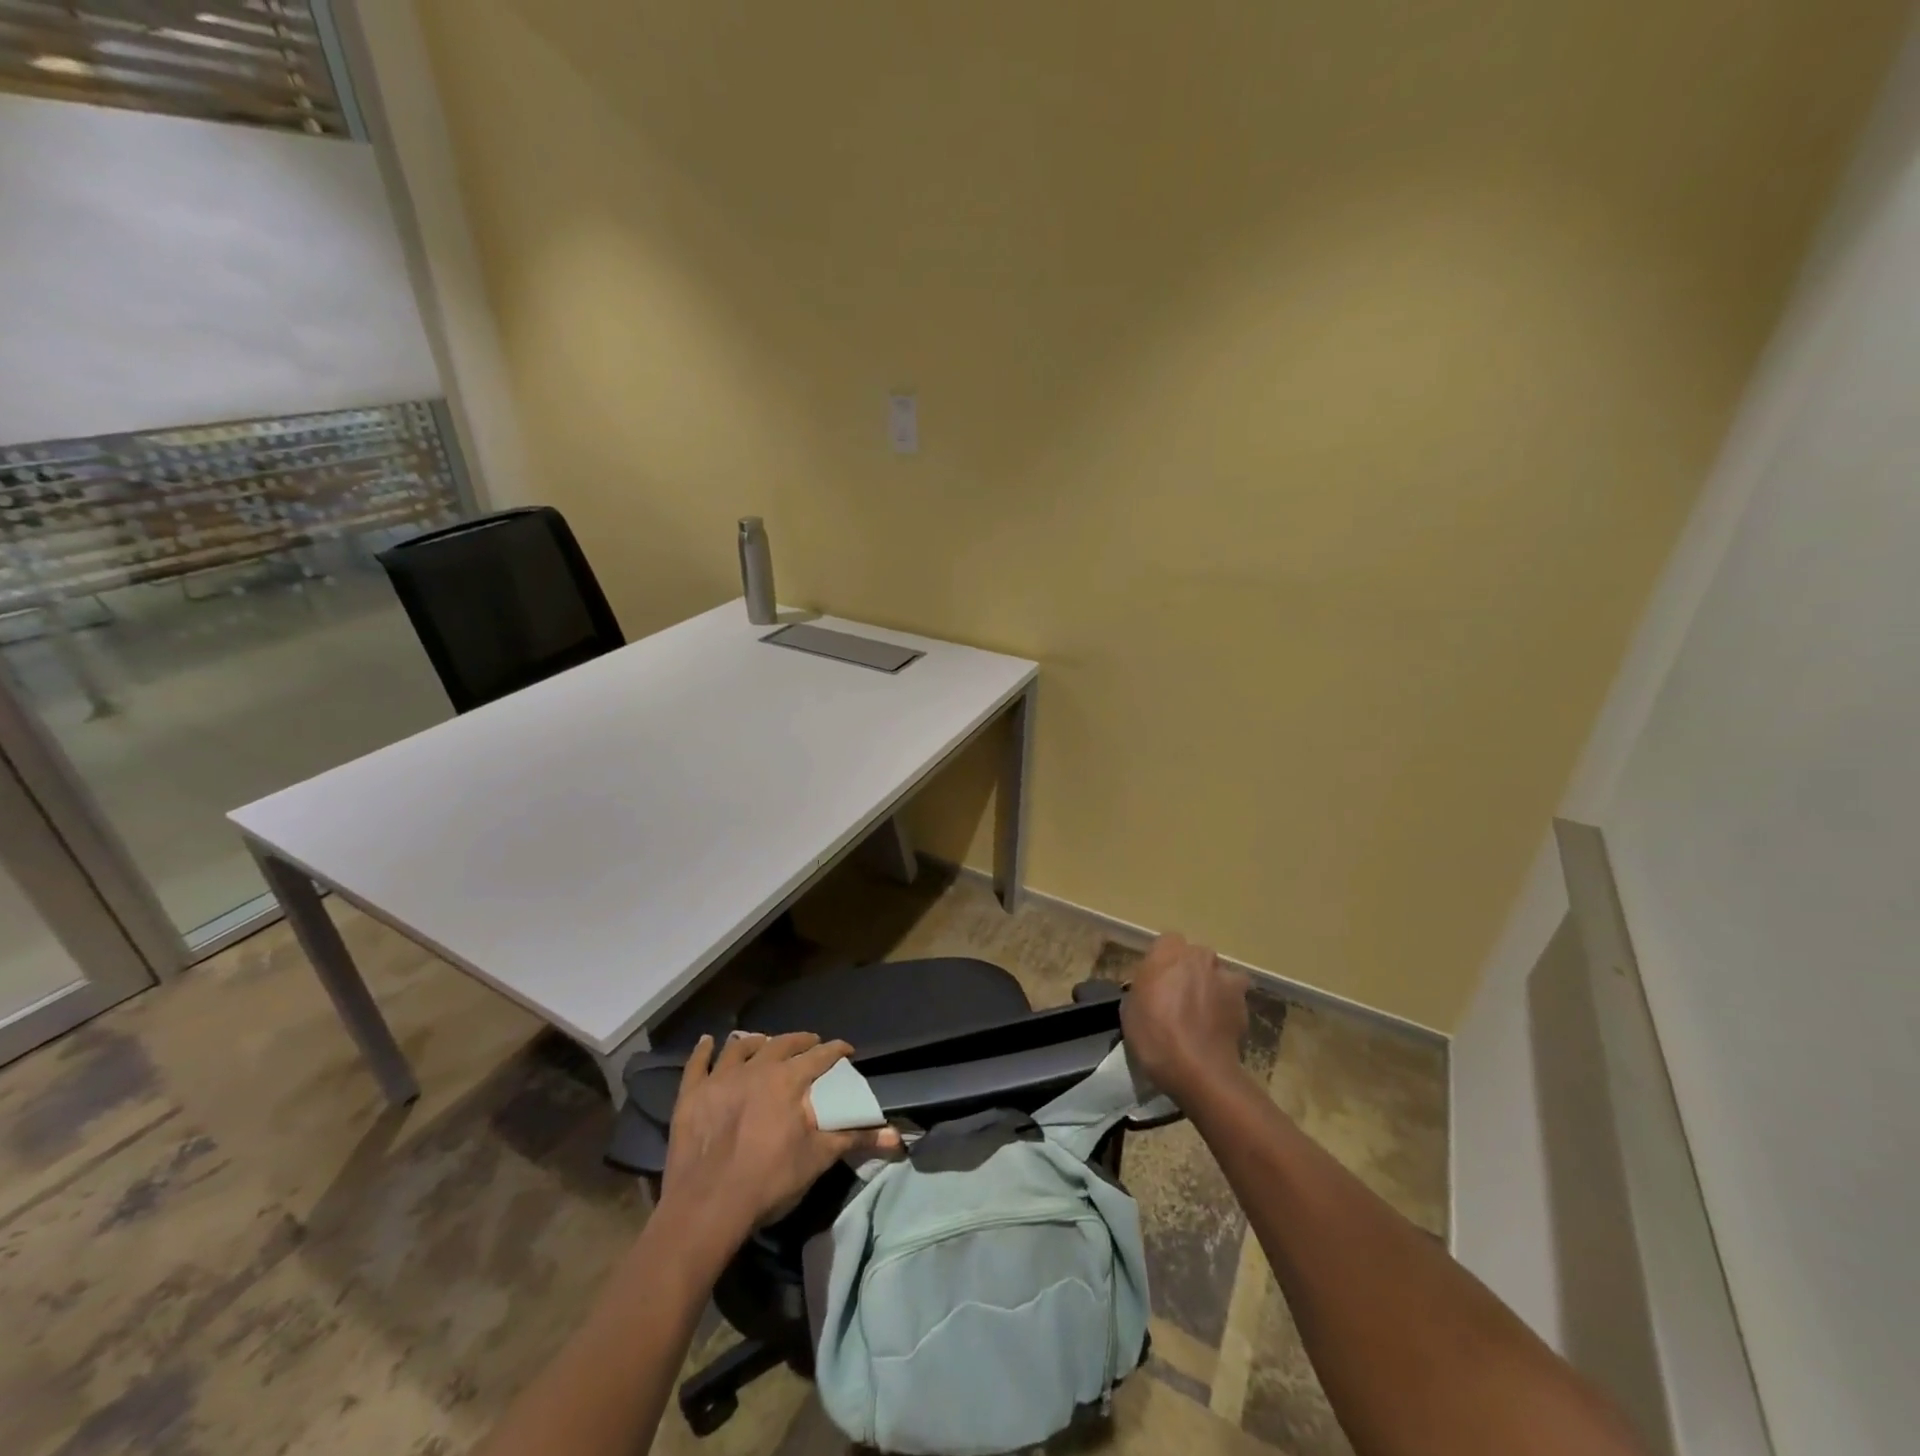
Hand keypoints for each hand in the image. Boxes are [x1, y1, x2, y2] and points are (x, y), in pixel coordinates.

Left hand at [659, 1032, 897, 1254]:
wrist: (707, 1207)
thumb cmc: (768, 1181)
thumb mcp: (818, 1159)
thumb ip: (856, 1139)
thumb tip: (897, 1136)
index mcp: (788, 1081)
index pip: (820, 1056)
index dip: (836, 1050)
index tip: (847, 1050)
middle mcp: (755, 1069)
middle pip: (781, 1044)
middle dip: (800, 1040)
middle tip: (811, 1042)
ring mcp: (719, 1079)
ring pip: (739, 1048)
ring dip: (754, 1042)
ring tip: (763, 1042)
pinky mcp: (691, 1096)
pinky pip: (697, 1064)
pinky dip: (703, 1051)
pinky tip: (708, 1041)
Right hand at [1120, 933, 1250, 1101]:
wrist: (1199, 1070)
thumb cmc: (1154, 1036)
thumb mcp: (1129, 1011)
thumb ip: (1142, 988)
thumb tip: (1151, 989)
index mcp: (1168, 952)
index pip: (1167, 942)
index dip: (1163, 961)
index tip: (1156, 981)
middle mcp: (1199, 957)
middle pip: (1195, 956)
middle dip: (1189, 971)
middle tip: (1178, 998)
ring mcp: (1225, 979)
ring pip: (1218, 975)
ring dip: (1212, 986)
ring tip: (1203, 1013)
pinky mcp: (1244, 1004)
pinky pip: (1233, 998)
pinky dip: (1227, 1008)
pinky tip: (1217, 1029)